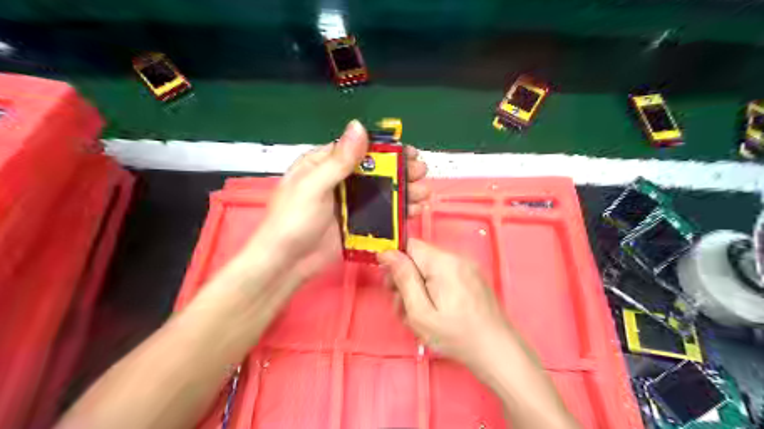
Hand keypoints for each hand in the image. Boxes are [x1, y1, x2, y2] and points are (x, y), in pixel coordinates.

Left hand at [251, 118, 428, 275]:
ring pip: (381, 192)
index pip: (359, 149)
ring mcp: (348, 203)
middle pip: (375, 171)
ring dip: (403, 191)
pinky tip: (413, 211)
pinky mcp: (355, 223)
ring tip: (423, 194)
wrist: (286, 263)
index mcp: (324, 164)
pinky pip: (380, 213)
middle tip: (421, 173)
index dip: (386, 149)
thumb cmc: (293, 220)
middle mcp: (339, 180)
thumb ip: (339, 160)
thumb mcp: (313, 186)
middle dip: (400, 171)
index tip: (409, 152)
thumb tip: (359, 125)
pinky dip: (397, 211)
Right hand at [378, 240, 511, 369]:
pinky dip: (434, 288)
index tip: (391, 284)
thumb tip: (387, 253)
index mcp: (444, 263)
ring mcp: (467, 267)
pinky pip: (444, 275)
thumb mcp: (420, 312)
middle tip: (403, 305)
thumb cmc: (457, 336)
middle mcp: (457, 258)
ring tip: (419, 314)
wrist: (497, 351)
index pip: (410, 245)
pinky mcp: (472, 277)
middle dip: (406, 278)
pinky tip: (435, 310)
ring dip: (419, 286)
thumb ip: (403, 279)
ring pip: (430, 268)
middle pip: (420, 257)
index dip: (396, 261)